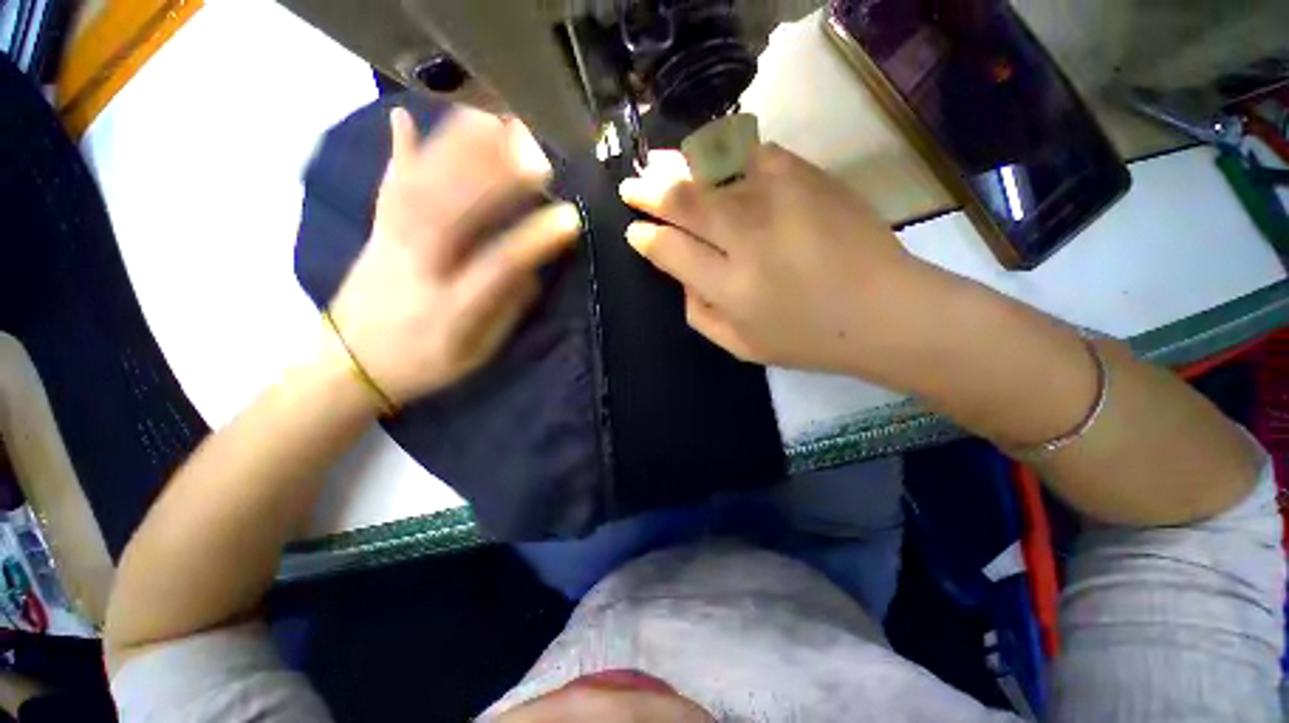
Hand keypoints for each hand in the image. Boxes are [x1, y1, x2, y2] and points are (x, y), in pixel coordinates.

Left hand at [328, 107, 580, 404]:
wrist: (351, 365)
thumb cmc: (425, 365)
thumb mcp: (477, 354)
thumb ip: (506, 312)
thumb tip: (530, 273)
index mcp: (449, 308)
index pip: (497, 267)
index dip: (534, 241)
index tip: (569, 219)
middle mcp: (417, 269)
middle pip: (452, 213)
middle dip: (494, 177)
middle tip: (534, 153)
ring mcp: (390, 245)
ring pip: (422, 190)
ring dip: (458, 153)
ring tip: (494, 122)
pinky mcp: (376, 233)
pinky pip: (389, 188)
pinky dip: (398, 152)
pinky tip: (404, 117)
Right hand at [618, 145, 925, 378]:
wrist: (885, 312)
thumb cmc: (808, 339)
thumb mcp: (741, 346)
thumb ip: (699, 313)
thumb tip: (680, 275)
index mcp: (730, 286)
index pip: (670, 250)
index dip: (646, 238)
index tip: (634, 231)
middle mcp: (749, 236)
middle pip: (685, 201)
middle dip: (649, 191)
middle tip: (631, 187)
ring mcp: (781, 199)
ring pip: (713, 169)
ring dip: (678, 164)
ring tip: (657, 161)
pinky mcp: (809, 178)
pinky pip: (755, 153)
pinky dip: (726, 152)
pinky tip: (712, 156)